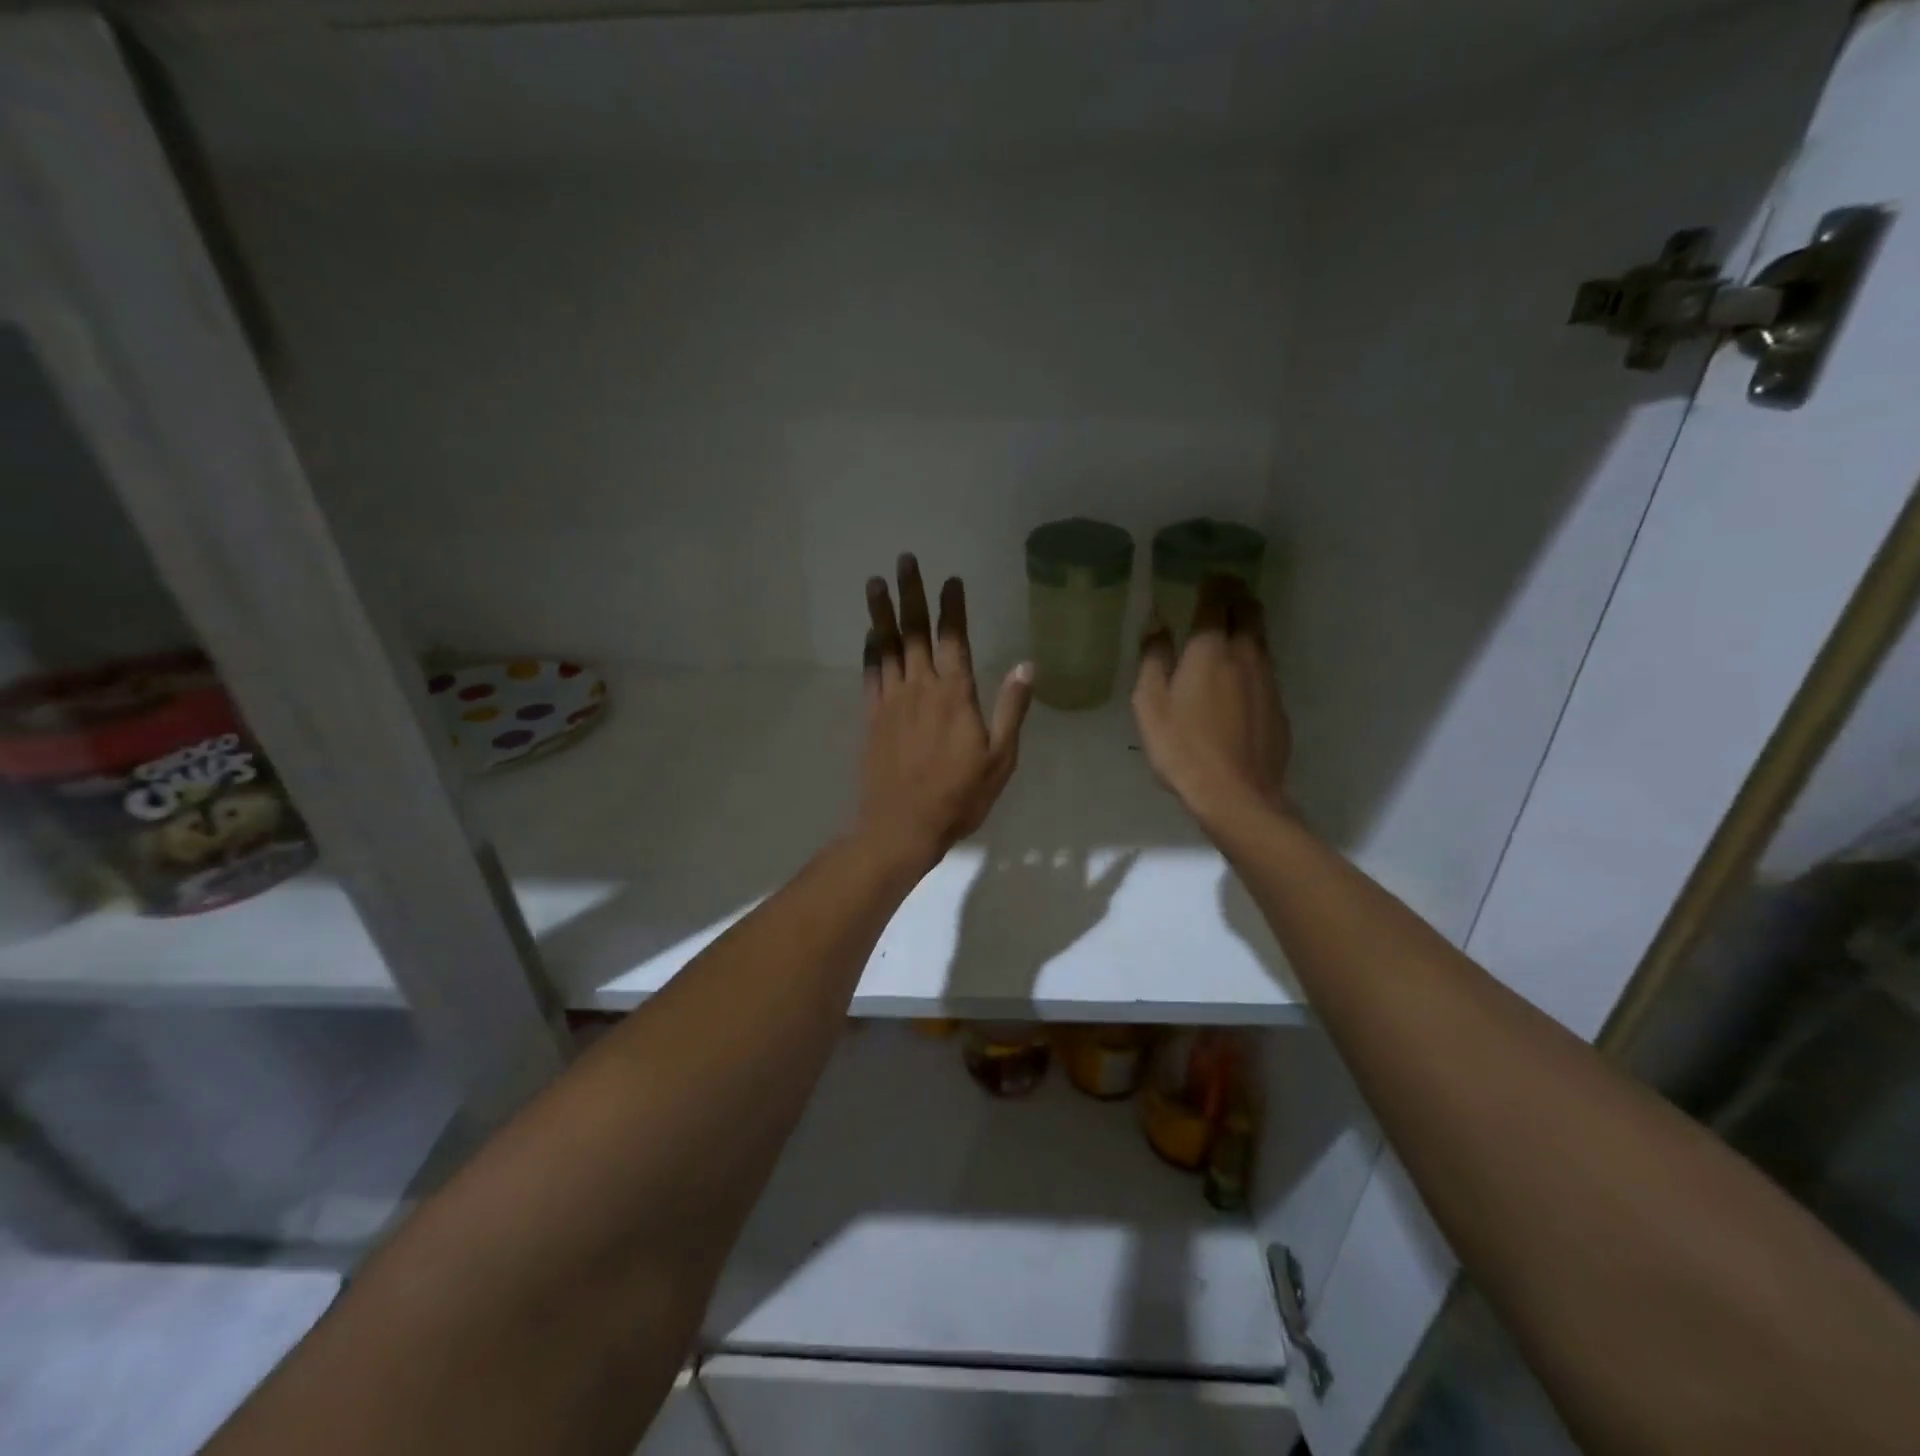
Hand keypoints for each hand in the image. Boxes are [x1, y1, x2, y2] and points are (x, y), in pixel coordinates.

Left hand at [856, 554, 1033, 871]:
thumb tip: (1026, 666)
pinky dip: (870, 650)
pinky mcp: (872, 717)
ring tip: (876, 581)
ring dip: (882, 612)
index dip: (952, 607)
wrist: (901, 826)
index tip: (950, 580)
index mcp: (955, 695)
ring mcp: (892, 700)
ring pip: (887, 646)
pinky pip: (871, 673)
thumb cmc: (958, 796)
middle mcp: (921, 687)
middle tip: (905, 559)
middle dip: (911, 593)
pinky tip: (870, 634)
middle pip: (915, 631)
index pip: (954, 639)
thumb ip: (1011, 710)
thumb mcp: (1000, 759)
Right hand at [1132, 574, 1290, 832]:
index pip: (1216, 602)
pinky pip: (1265, 667)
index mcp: (1210, 650)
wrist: (1237, 795)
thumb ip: (1153, 660)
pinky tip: (1241, 671)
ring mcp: (1267, 680)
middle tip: (1225, 588)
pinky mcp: (1277, 705)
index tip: (1209, 574)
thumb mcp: (1150, 704)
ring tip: (1235, 620)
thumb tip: (1157, 625)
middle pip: (1249, 611)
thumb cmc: (1182, 748)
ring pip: (1261, 637)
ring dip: (1249, 622)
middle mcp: (1244, 655)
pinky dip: (1253, 655)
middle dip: (1237, 594)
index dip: (1214, 584)